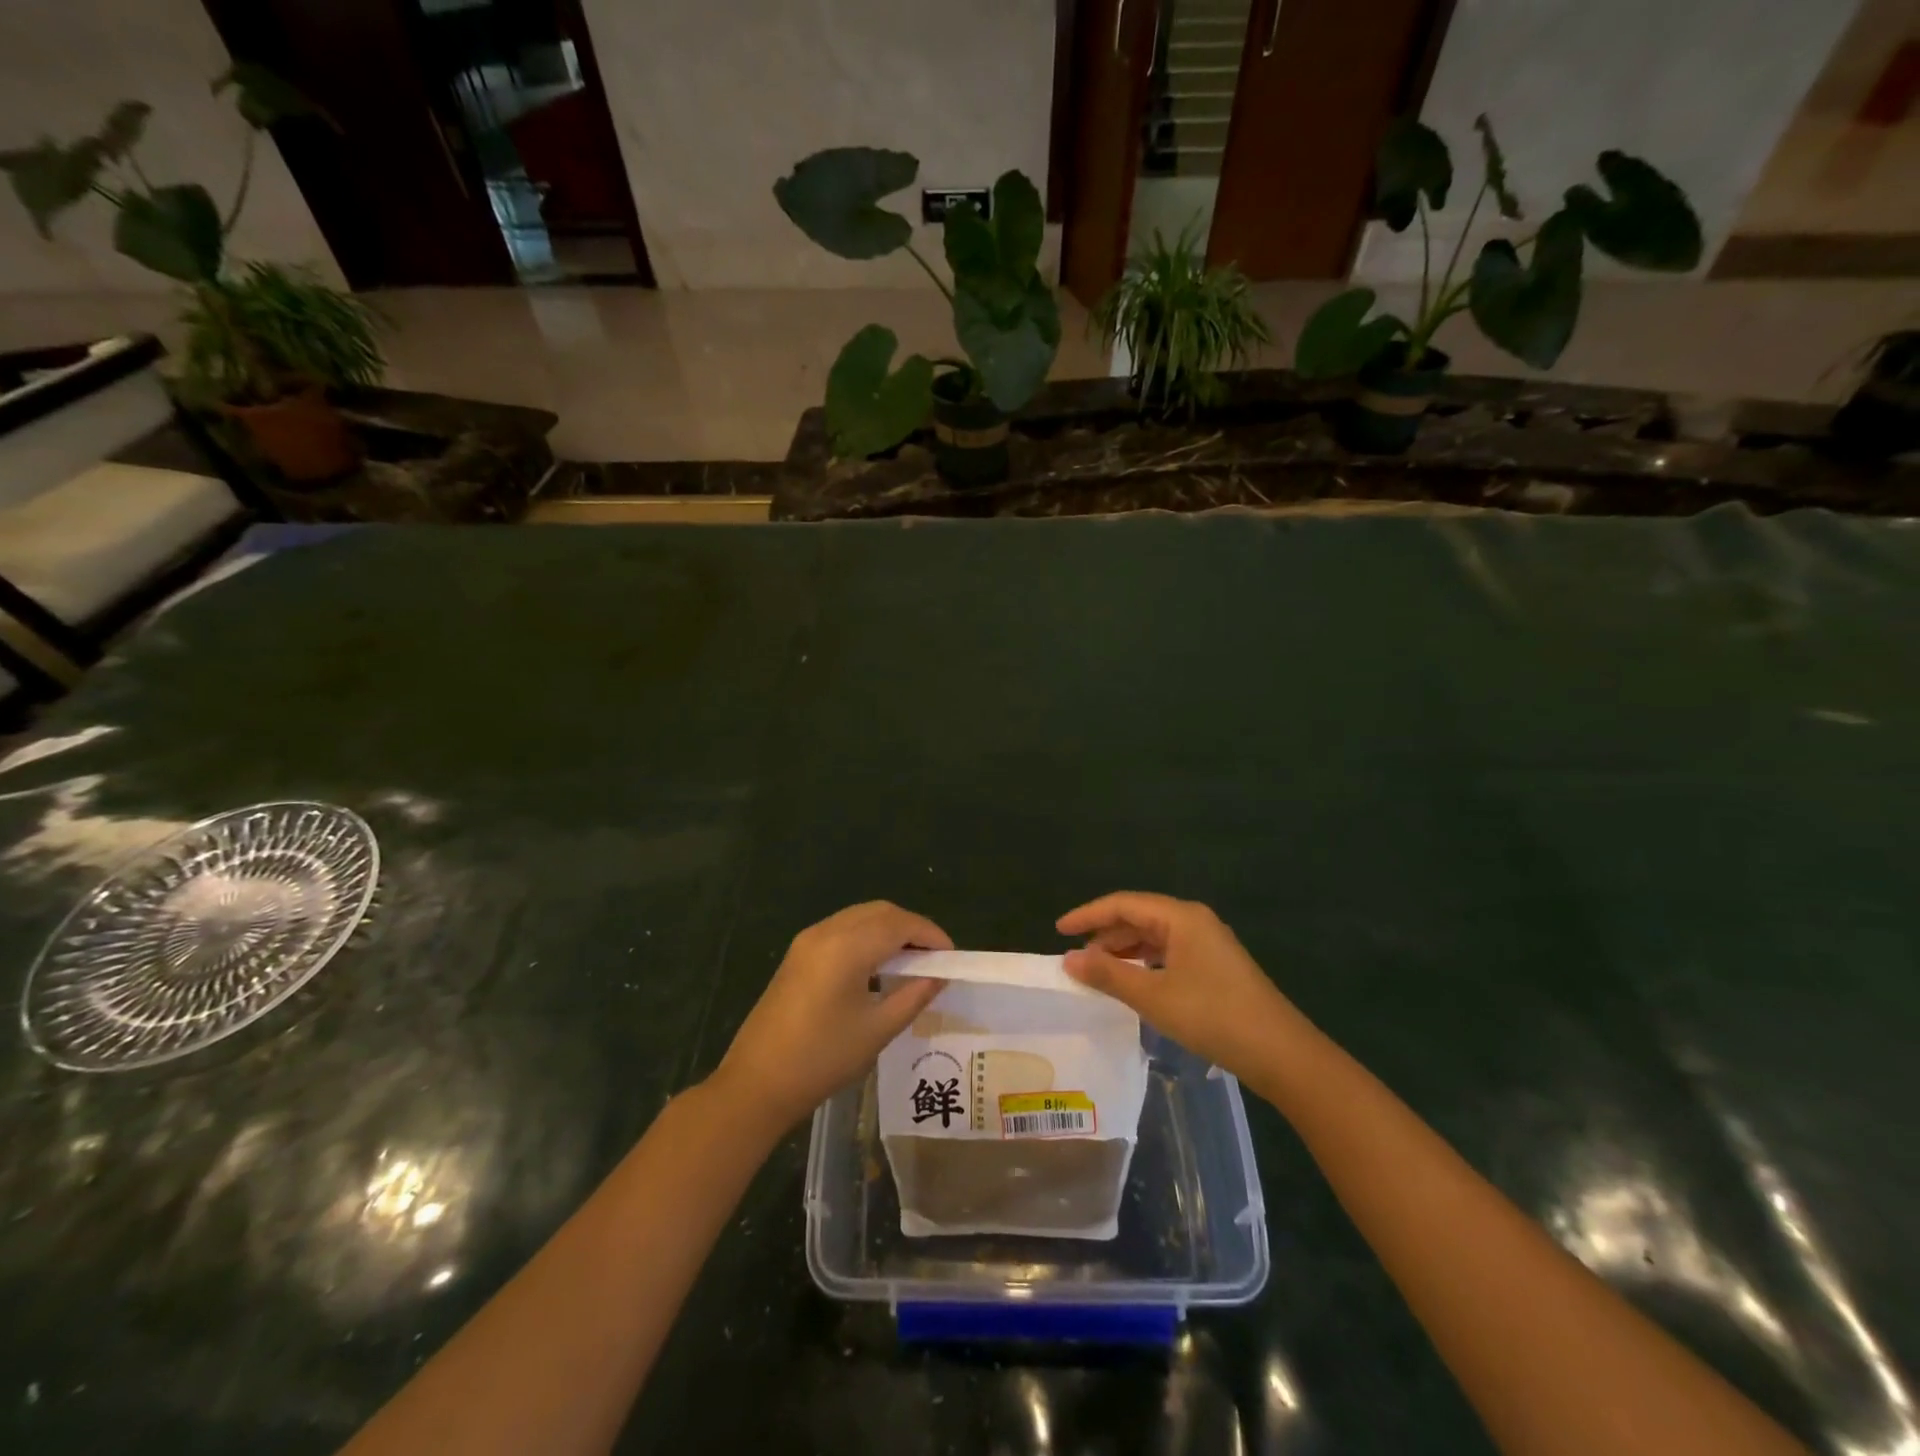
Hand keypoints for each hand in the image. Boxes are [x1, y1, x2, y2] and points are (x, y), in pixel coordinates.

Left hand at [712, 901, 950, 1134]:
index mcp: (847, 946)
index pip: (900, 924)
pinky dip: (867, 937)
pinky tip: (878, 966)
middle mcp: (827, 931)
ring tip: (912, 962)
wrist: (757, 1083)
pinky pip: (842, 929)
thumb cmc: (822, 1058)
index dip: (930, 935)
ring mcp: (808, 940)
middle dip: (912, 928)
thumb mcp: (878, 1030)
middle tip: (934, 958)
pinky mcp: (798, 953)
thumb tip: (939, 976)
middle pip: (880, 912)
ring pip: (860, 917)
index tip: (952, 957)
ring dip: (889, 930)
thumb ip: (914, 995)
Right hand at [1058, 892, 1307, 1077]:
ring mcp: (1208, 944)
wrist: (1281, 1053)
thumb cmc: (1213, 1016)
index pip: (1123, 904)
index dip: (1087, 915)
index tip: (1058, 930)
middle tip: (1075, 957)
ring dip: (1124, 950)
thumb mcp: (1153, 996)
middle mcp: (1194, 921)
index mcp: (1180, 917)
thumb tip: (1068, 959)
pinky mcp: (1215, 966)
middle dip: (1105, 934)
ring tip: (1097, 971)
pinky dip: (1144, 963)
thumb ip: (1108, 975)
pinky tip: (1132, 983)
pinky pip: (1168, 953)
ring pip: (1154, 936)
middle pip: (1139, 916)